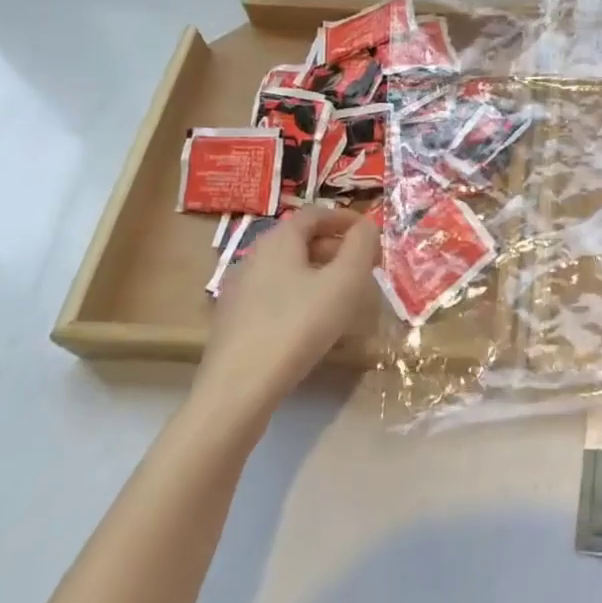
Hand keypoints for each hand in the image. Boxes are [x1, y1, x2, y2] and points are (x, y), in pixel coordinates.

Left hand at [194, 206, 379, 421]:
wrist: (238, 388)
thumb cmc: (299, 325)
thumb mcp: (345, 281)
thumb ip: (361, 246)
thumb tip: (367, 226)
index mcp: (278, 239)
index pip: (315, 214)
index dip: (345, 219)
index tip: (370, 234)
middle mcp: (253, 256)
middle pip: (300, 240)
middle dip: (335, 247)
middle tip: (362, 266)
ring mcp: (238, 289)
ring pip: (287, 269)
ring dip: (317, 273)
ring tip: (342, 295)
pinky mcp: (232, 320)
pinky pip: (273, 294)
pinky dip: (299, 295)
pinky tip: (311, 322)